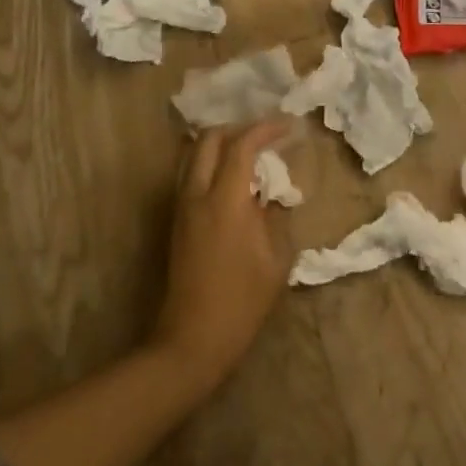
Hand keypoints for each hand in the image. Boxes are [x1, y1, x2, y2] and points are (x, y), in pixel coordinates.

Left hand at [148, 119, 296, 395]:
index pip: (242, 145)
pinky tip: (233, 178)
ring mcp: (182, 206)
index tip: (288, 126)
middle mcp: (197, 194)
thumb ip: (276, 215)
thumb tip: (274, 192)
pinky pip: (191, 173)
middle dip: (239, 128)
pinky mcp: (177, 220)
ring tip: (250, 153)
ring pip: (195, 154)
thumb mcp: (276, 258)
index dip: (266, 129)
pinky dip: (211, 163)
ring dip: (222, 144)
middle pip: (210, 139)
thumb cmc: (242, 300)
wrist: (193, 339)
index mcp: (225, 200)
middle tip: (265, 136)